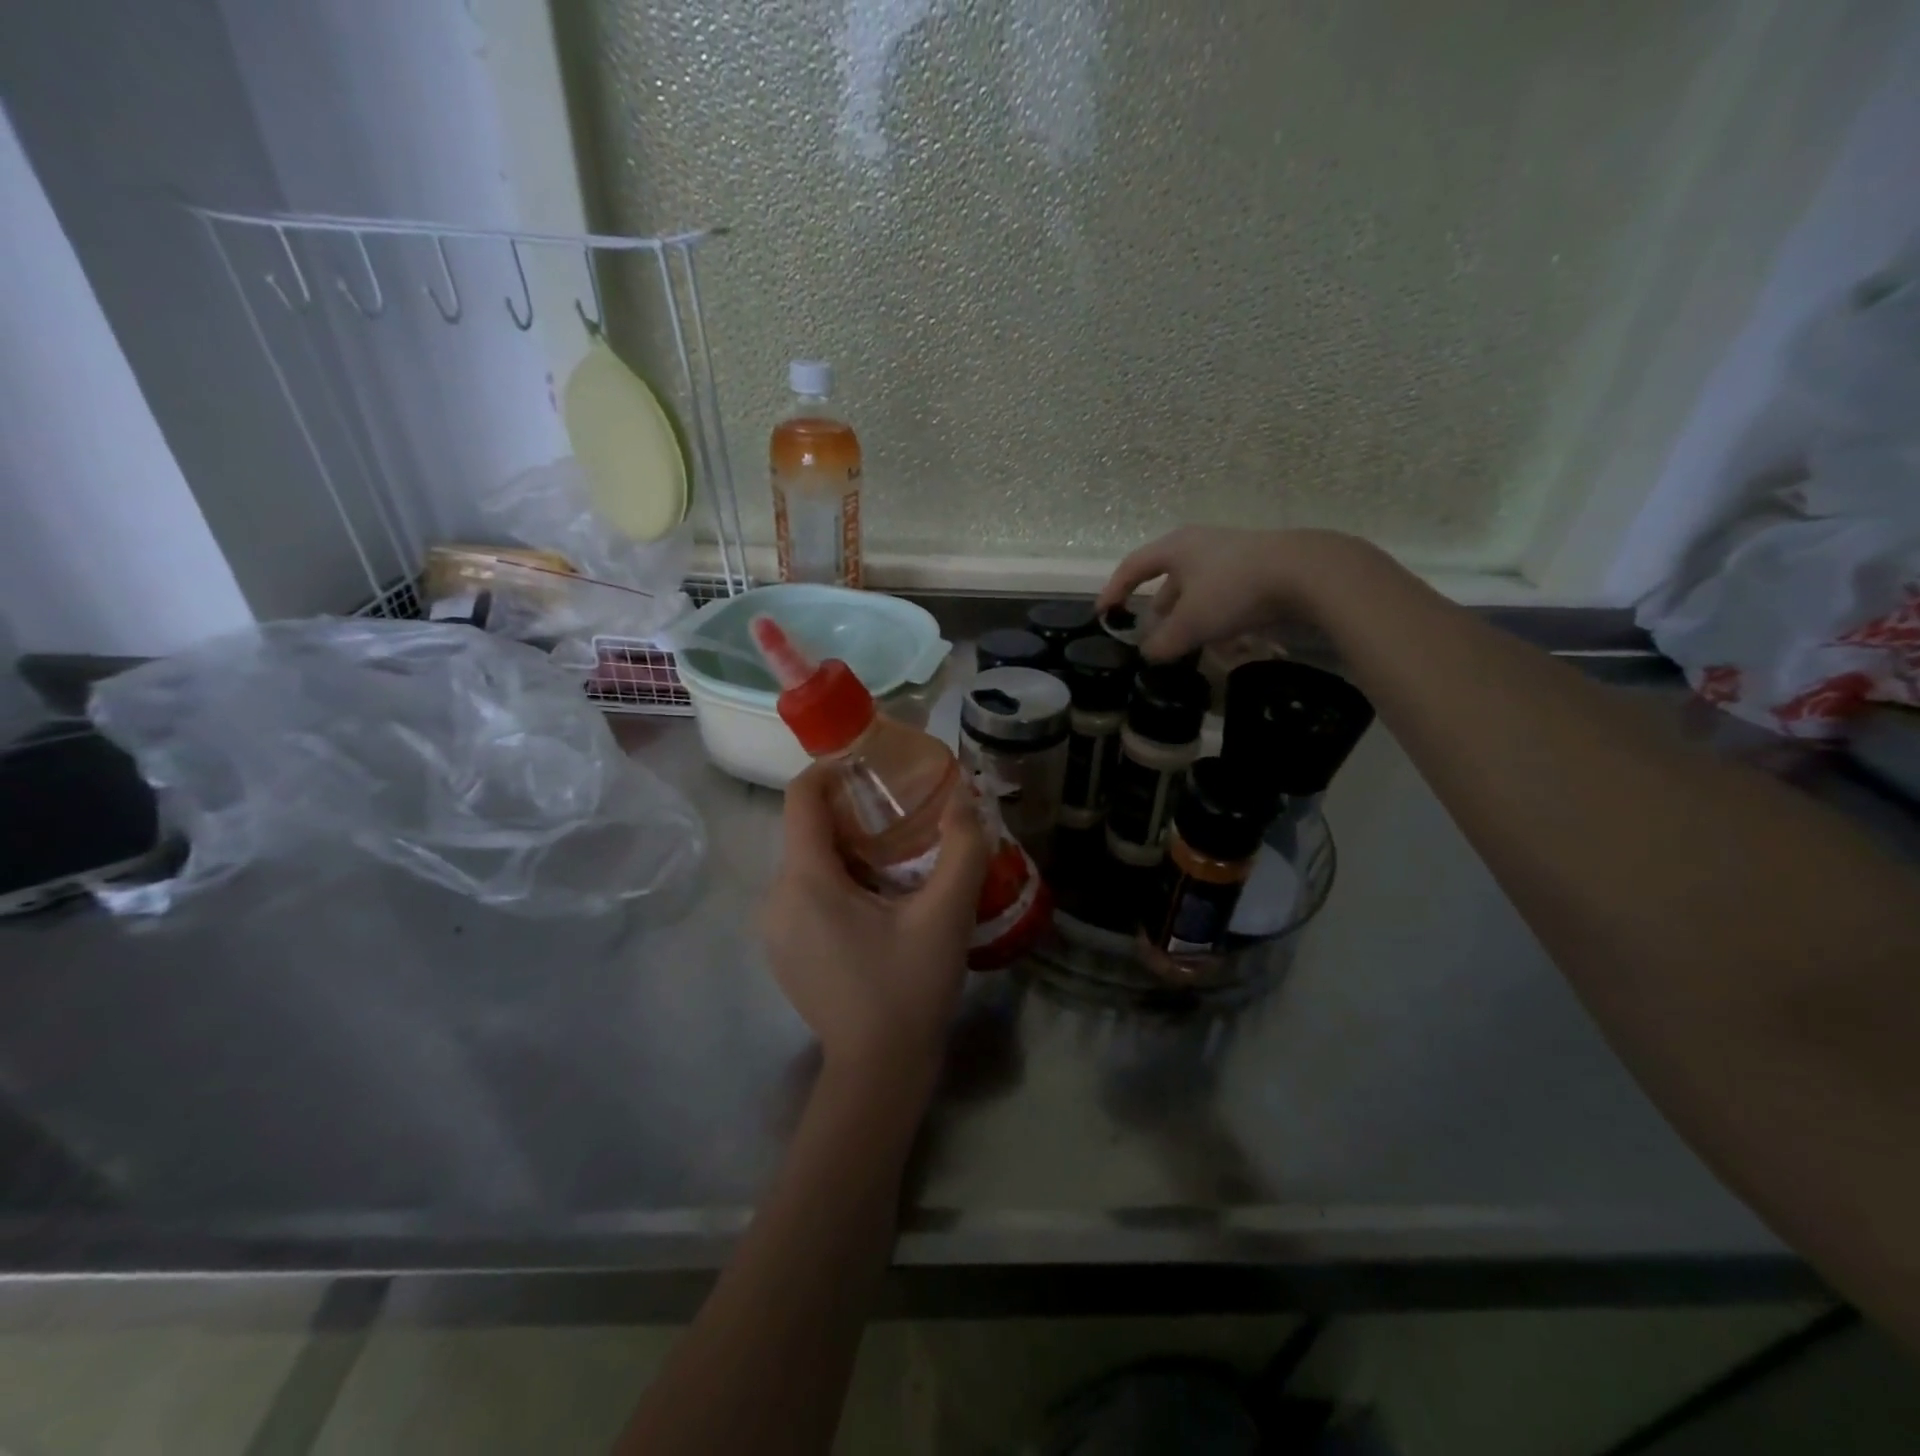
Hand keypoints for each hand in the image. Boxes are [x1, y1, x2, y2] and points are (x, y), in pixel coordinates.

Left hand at [761, 766, 988, 1100]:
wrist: (877, 1073)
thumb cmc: (908, 989)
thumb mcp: (946, 915)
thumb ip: (962, 848)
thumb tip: (966, 796)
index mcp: (805, 880)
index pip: (801, 797)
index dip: (833, 769)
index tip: (874, 765)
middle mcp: (776, 897)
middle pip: (808, 829)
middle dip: (852, 812)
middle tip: (904, 814)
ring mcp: (774, 929)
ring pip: (808, 862)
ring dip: (849, 847)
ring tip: (899, 856)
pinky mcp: (783, 951)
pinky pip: (805, 893)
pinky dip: (838, 879)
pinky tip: (879, 900)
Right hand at [1098, 526, 1368, 660]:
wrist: (1307, 573)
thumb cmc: (1233, 590)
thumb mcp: (1191, 623)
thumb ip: (1163, 643)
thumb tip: (1149, 654)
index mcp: (1176, 548)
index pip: (1133, 567)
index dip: (1114, 590)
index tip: (1103, 614)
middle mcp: (1201, 545)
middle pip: (1168, 579)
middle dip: (1160, 611)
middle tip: (1153, 635)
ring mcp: (1233, 555)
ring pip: (1200, 591)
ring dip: (1192, 619)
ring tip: (1192, 646)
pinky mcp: (1260, 569)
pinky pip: (1227, 597)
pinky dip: (1220, 620)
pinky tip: (1229, 645)